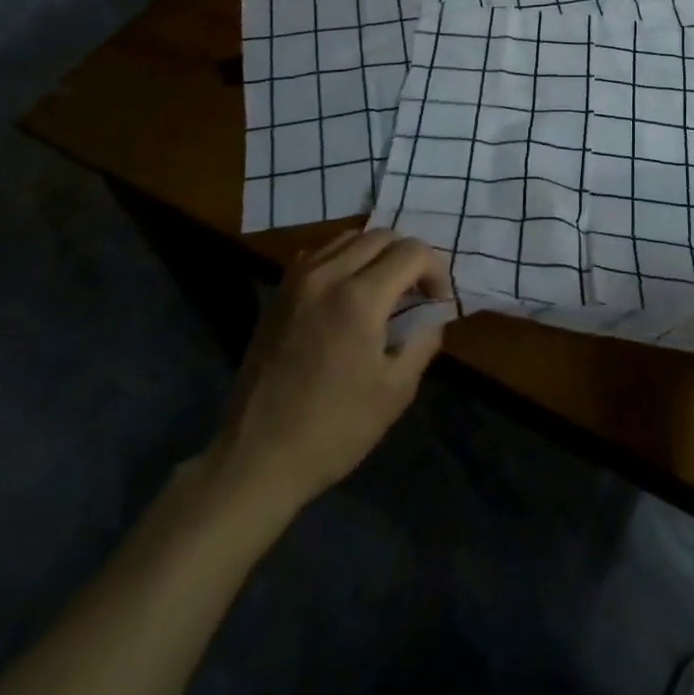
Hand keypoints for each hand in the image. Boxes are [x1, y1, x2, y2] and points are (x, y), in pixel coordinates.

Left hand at [201, 228, 450, 529]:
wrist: (257, 458)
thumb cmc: (334, 429)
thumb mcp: (397, 390)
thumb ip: (425, 339)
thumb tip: (434, 312)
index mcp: (361, 298)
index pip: (413, 252)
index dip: (436, 271)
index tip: (437, 303)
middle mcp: (328, 275)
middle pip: (383, 236)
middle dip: (409, 258)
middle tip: (416, 293)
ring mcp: (298, 280)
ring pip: (351, 238)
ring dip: (377, 254)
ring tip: (385, 289)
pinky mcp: (279, 293)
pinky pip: (321, 254)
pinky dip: (344, 260)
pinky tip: (348, 293)